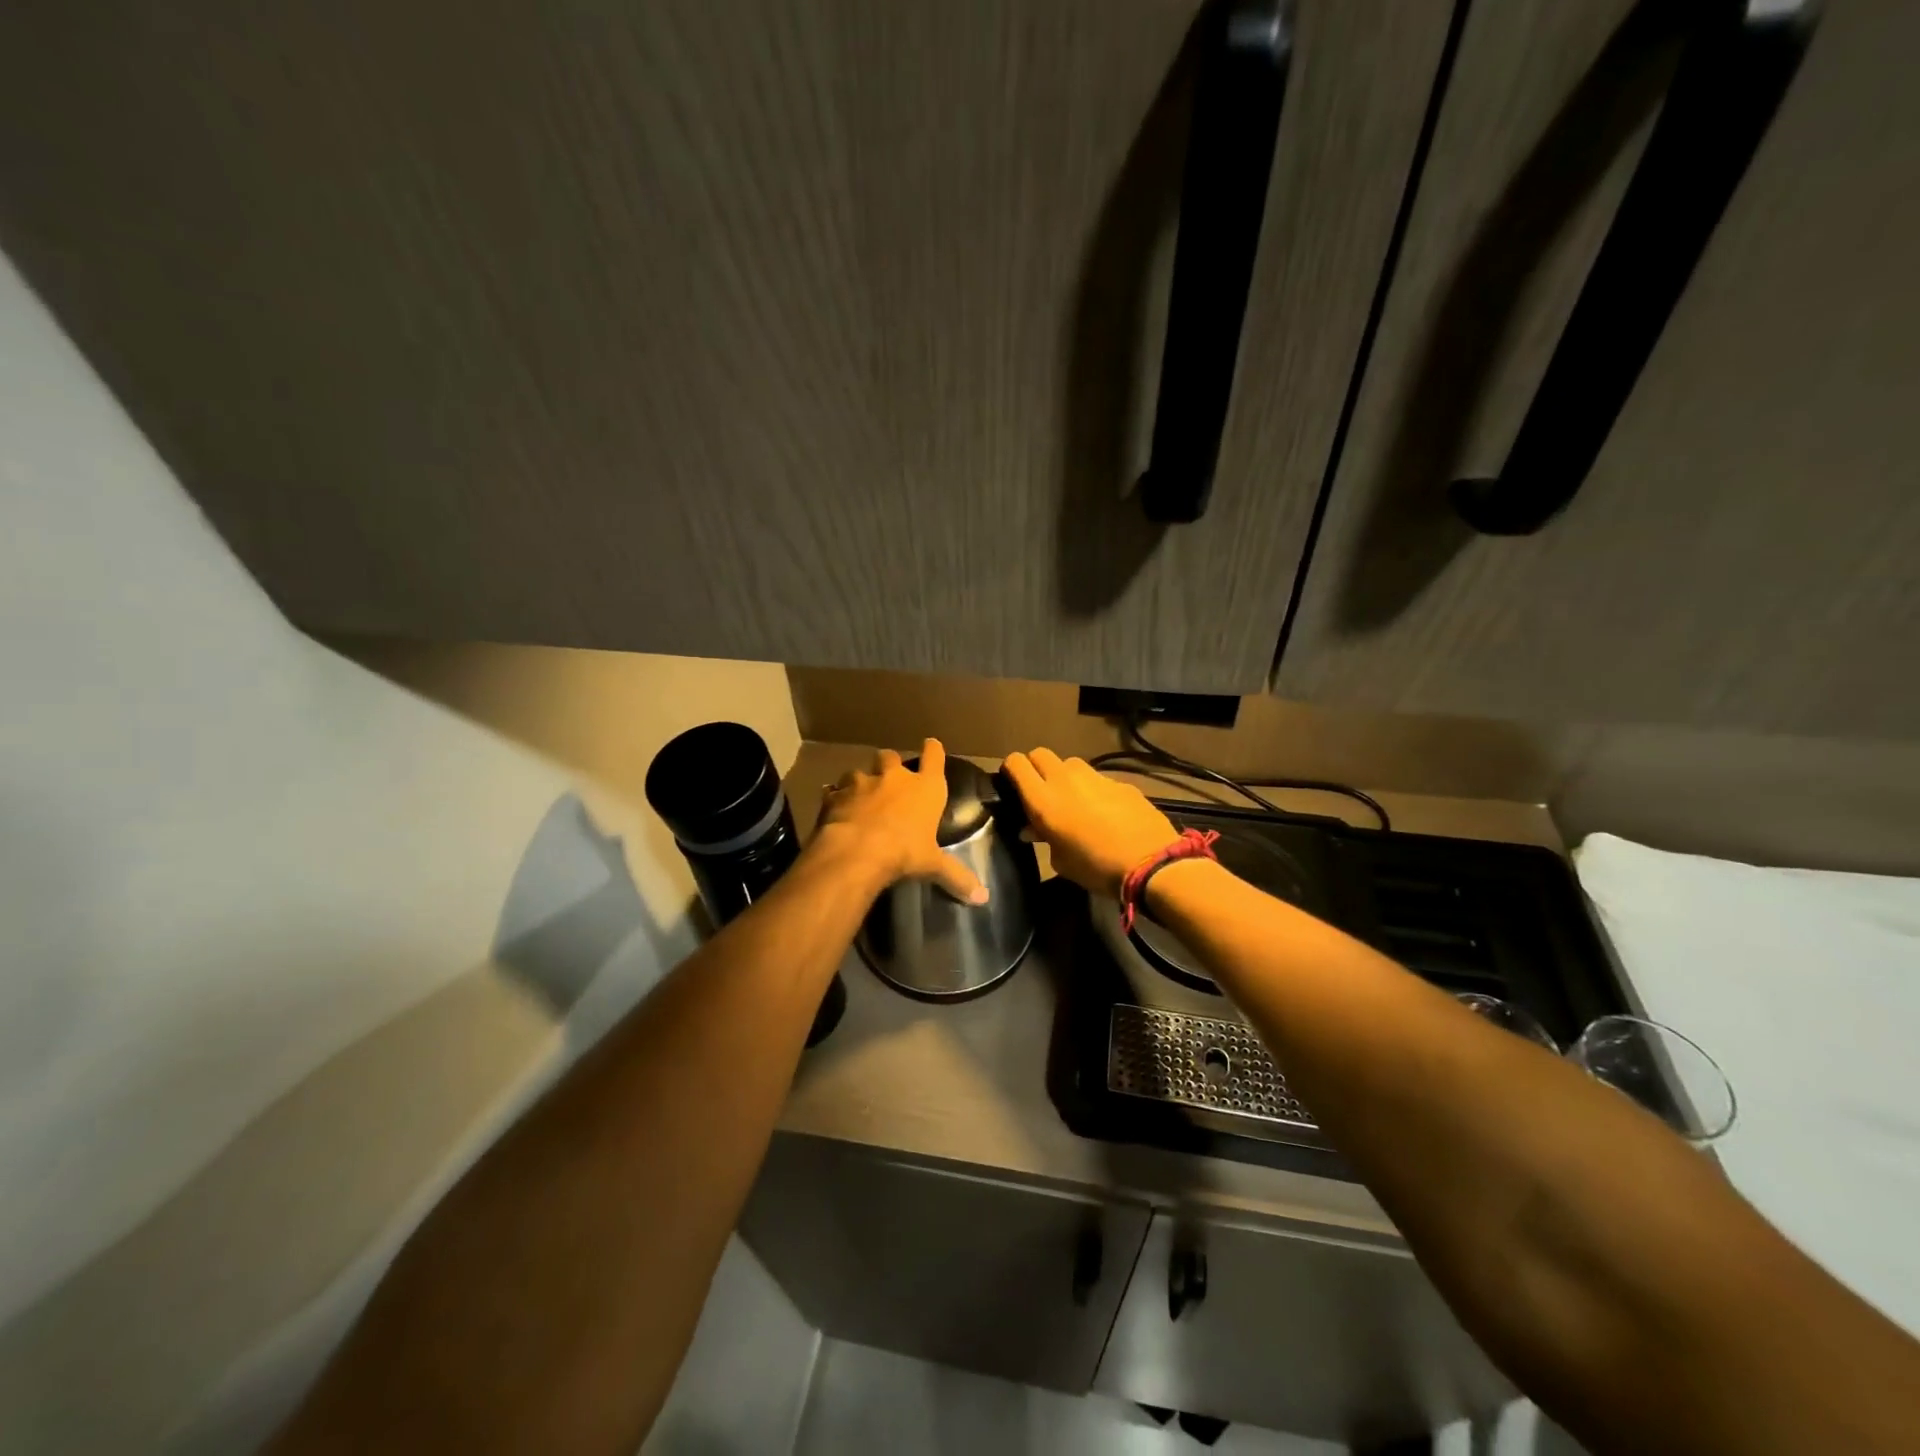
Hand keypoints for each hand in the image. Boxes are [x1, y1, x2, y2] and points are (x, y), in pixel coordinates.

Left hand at [814, 739, 988, 903]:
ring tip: (860, 796)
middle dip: (890, 764)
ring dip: (860, 782)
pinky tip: (835, 809)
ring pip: (859, 771)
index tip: (931, 744)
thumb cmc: (904, 852)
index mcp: (925, 788)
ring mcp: (862, 783)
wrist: (856, 851)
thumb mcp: (932, 866)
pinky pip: (834, 792)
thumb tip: (983, 897)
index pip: (934, 757)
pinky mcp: (835, 795)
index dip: (933, 750)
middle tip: (890, 778)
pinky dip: (836, 798)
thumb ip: (957, 877)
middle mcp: (894, 777)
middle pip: (891, 757)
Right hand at [1001, 748, 1178, 898]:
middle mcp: (1065, 779)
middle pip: (1040, 754)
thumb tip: (1033, 829)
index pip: (1016, 763)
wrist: (1150, 863)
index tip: (1012, 784)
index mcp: (1043, 799)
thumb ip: (1043, 838)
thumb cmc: (1095, 868)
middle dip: (1036, 767)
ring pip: (1070, 764)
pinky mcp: (1120, 782)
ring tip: (1073, 800)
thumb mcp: (1060, 861)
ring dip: (1065, 776)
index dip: (1011, 770)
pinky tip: (1104, 812)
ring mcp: (1095, 777)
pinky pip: (1097, 779)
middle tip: (1040, 790)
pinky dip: (1094, 790)